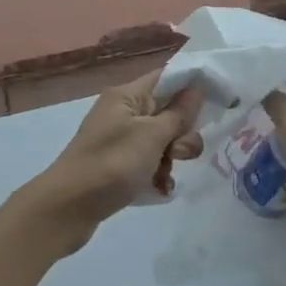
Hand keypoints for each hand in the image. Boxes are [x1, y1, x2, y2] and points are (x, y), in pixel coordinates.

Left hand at [24, 69, 202, 252]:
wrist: (66, 209)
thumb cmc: (111, 164)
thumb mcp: (152, 136)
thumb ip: (178, 113)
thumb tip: (196, 89)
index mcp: (127, 96)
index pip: (168, 76)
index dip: (194, 84)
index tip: (220, 99)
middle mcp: (123, 112)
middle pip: (168, 111)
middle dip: (182, 132)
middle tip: (179, 152)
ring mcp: (119, 140)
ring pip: (162, 140)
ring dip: (171, 157)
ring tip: (165, 176)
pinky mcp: (117, 165)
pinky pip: (149, 162)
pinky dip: (157, 174)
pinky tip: (159, 190)